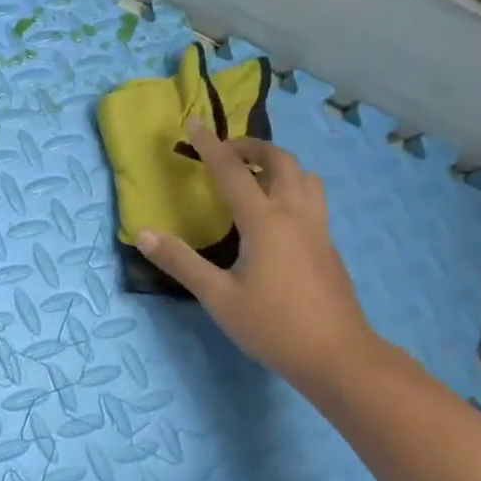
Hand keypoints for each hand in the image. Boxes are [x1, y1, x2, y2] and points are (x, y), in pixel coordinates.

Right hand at [137, 122, 375, 392]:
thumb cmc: (273, 326)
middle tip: (227, 151)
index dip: (211, 146)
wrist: (338, 356)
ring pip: (305, 177)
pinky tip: (276, 215)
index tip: (194, 124)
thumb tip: (142, 233)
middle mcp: (295, 214)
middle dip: (252, 146)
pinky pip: (312, 198)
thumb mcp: (218, 297)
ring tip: (255, 176)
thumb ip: (181, 262)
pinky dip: (291, 186)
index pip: (233, 172)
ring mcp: (318, 229)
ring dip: (279, 164)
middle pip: (280, 161)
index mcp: (265, 221)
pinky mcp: (328, 246)